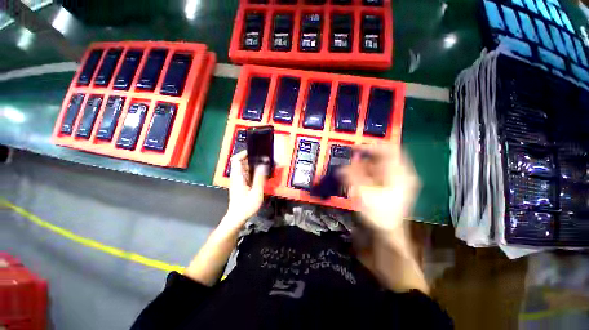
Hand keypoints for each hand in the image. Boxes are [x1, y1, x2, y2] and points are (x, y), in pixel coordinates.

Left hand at [223, 150, 267, 229]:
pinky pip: (246, 175)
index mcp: (238, 177)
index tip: (254, 152)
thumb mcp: (256, 192)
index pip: (236, 160)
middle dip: (252, 159)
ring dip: (253, 166)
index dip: (243, 154)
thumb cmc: (246, 206)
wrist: (237, 217)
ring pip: (244, 169)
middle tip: (264, 159)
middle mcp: (236, 177)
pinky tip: (261, 175)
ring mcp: (238, 181)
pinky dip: (253, 172)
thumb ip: (259, 178)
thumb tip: (263, 164)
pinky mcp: (240, 186)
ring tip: (264, 165)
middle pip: (241, 163)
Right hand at [341, 145, 419, 234]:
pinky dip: (364, 175)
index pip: (389, 150)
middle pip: (381, 159)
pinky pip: (375, 175)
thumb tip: (341, 168)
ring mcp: (394, 181)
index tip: (355, 148)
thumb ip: (352, 178)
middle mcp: (399, 174)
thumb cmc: (380, 214)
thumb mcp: (364, 194)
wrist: (388, 234)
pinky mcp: (388, 186)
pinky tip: (355, 179)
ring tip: (350, 172)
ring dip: (362, 168)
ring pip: (376, 167)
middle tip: (350, 163)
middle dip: (363, 160)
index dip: (371, 146)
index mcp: (399, 173)